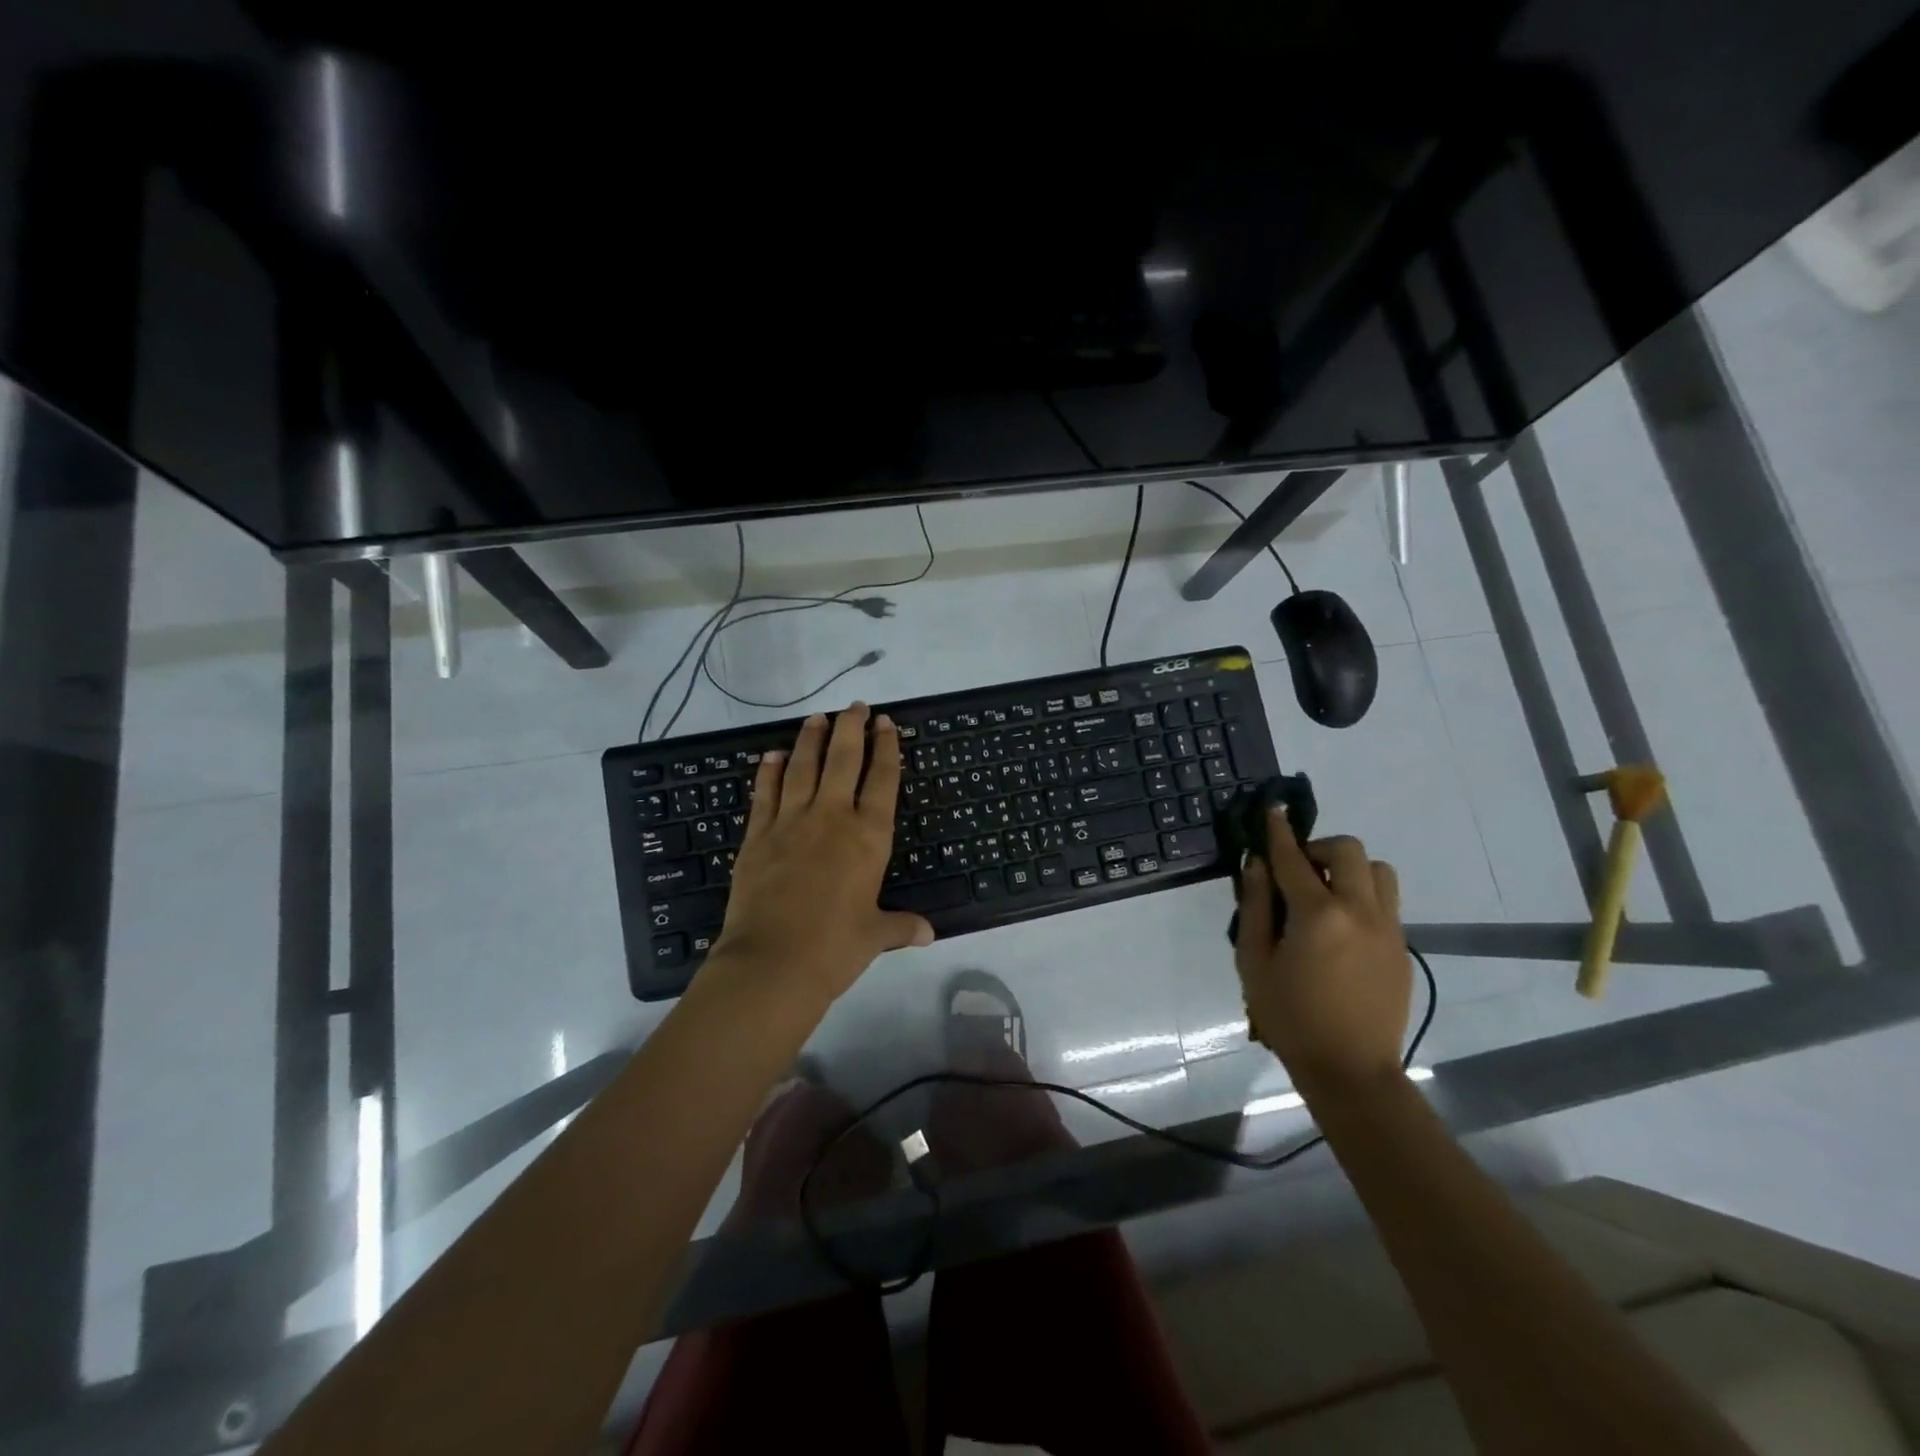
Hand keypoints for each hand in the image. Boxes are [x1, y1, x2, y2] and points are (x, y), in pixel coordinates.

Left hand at [707, 702, 933, 1005]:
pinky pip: (765, 793)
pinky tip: (772, 756)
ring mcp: (790, 822)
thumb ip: (901, 926)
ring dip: (811, 739)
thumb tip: (928, 933)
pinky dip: (770, 772)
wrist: (772, 963)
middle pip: (843, 760)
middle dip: (851, 728)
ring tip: (816, 717)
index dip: (887, 748)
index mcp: (869, 837)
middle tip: (855, 706)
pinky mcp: (757, 835)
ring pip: (803, 767)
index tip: (886, 723)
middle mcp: (831, 818)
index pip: (882, 780)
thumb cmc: (834, 948)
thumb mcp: (875, 936)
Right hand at [1233, 814, 1410, 1099]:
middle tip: (1297, 871)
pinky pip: (1385, 902)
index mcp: (1318, 915)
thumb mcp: (1255, 961)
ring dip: (1350, 870)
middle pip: (1349, 851)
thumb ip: (1256, 906)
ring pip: (1378, 871)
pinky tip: (1339, 927)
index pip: (1294, 859)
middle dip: (1319, 849)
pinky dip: (1362, 896)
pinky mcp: (1401, 947)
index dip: (1280, 832)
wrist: (1350, 1069)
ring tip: (1324, 895)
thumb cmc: (1290, 1016)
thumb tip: (1257, 864)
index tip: (1273, 809)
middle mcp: (1360, 911)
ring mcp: (1388, 929)